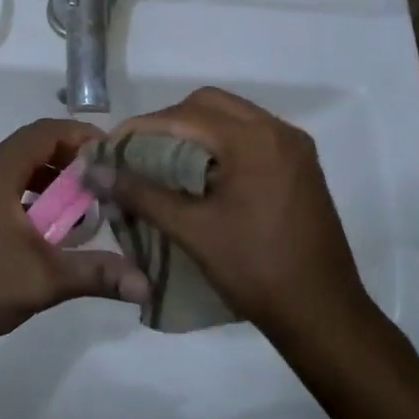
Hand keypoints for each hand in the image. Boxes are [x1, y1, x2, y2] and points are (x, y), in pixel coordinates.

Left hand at [0, 118, 150, 357]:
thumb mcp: (45, 278)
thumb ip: (97, 273)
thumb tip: (147, 284)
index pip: (44, 132)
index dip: (81, 135)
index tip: (114, 154)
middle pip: (33, 148)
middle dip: (72, 160)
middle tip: (107, 181)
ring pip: (21, 172)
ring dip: (54, 182)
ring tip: (86, 205)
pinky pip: (10, 193)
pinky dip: (36, 201)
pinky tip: (54, 232)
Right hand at [96, 88, 367, 338]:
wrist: (322, 313)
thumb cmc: (255, 270)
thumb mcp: (192, 230)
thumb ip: (141, 193)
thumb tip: (95, 171)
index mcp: (254, 140)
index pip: (185, 116)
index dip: (142, 128)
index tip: (110, 147)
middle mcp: (278, 131)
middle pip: (210, 105)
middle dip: (169, 122)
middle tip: (139, 151)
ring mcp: (295, 147)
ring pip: (232, 117)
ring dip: (196, 130)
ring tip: (164, 161)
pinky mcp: (301, 166)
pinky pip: (252, 136)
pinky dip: (221, 144)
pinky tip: (201, 174)